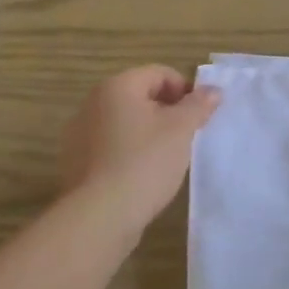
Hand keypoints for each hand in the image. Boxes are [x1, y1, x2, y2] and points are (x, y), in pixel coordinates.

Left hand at [60, 66, 220, 228]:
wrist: (100, 215)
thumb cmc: (145, 163)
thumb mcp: (180, 130)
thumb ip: (198, 105)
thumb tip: (212, 90)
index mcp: (117, 87)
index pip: (159, 73)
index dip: (185, 90)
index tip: (200, 116)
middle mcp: (92, 103)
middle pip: (140, 96)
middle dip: (167, 112)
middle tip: (187, 137)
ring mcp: (79, 133)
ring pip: (125, 122)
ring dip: (148, 132)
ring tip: (166, 158)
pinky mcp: (76, 162)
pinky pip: (110, 146)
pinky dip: (129, 152)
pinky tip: (142, 175)